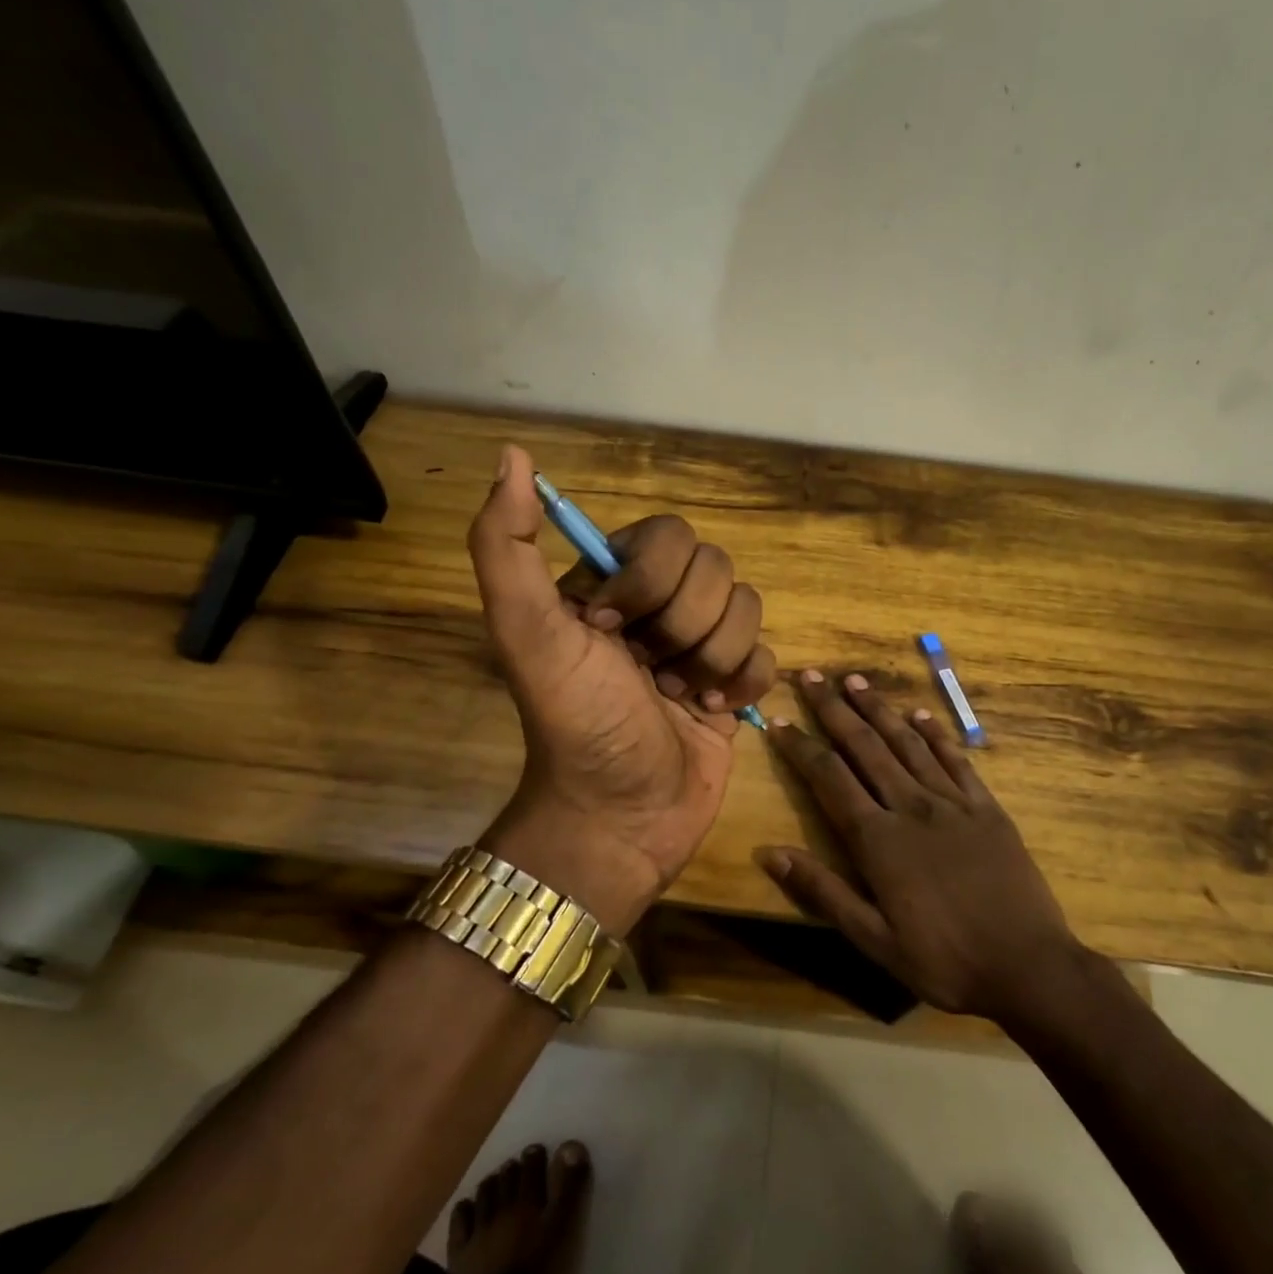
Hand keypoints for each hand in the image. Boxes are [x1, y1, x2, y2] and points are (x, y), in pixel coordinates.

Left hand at [468, 446, 775, 932]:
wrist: (620, 817)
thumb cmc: (575, 723)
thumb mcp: (526, 632)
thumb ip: (505, 545)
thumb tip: (514, 456)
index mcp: (614, 581)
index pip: (670, 535)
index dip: (651, 583)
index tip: (610, 634)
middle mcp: (660, 604)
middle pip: (717, 569)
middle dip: (683, 630)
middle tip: (648, 674)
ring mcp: (702, 642)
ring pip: (748, 608)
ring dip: (712, 661)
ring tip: (678, 698)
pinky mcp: (735, 681)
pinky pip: (768, 653)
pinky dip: (742, 684)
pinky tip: (712, 712)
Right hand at [760, 670, 1080, 1020]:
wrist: (1029, 966)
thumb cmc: (944, 960)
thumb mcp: (873, 940)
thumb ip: (822, 891)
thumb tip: (768, 853)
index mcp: (879, 839)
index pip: (829, 778)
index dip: (801, 747)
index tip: (779, 720)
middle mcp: (911, 806)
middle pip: (865, 746)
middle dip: (834, 709)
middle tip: (811, 676)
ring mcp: (953, 802)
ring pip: (907, 743)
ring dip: (878, 709)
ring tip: (855, 680)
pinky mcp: (986, 807)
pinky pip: (956, 759)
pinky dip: (935, 733)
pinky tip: (919, 714)